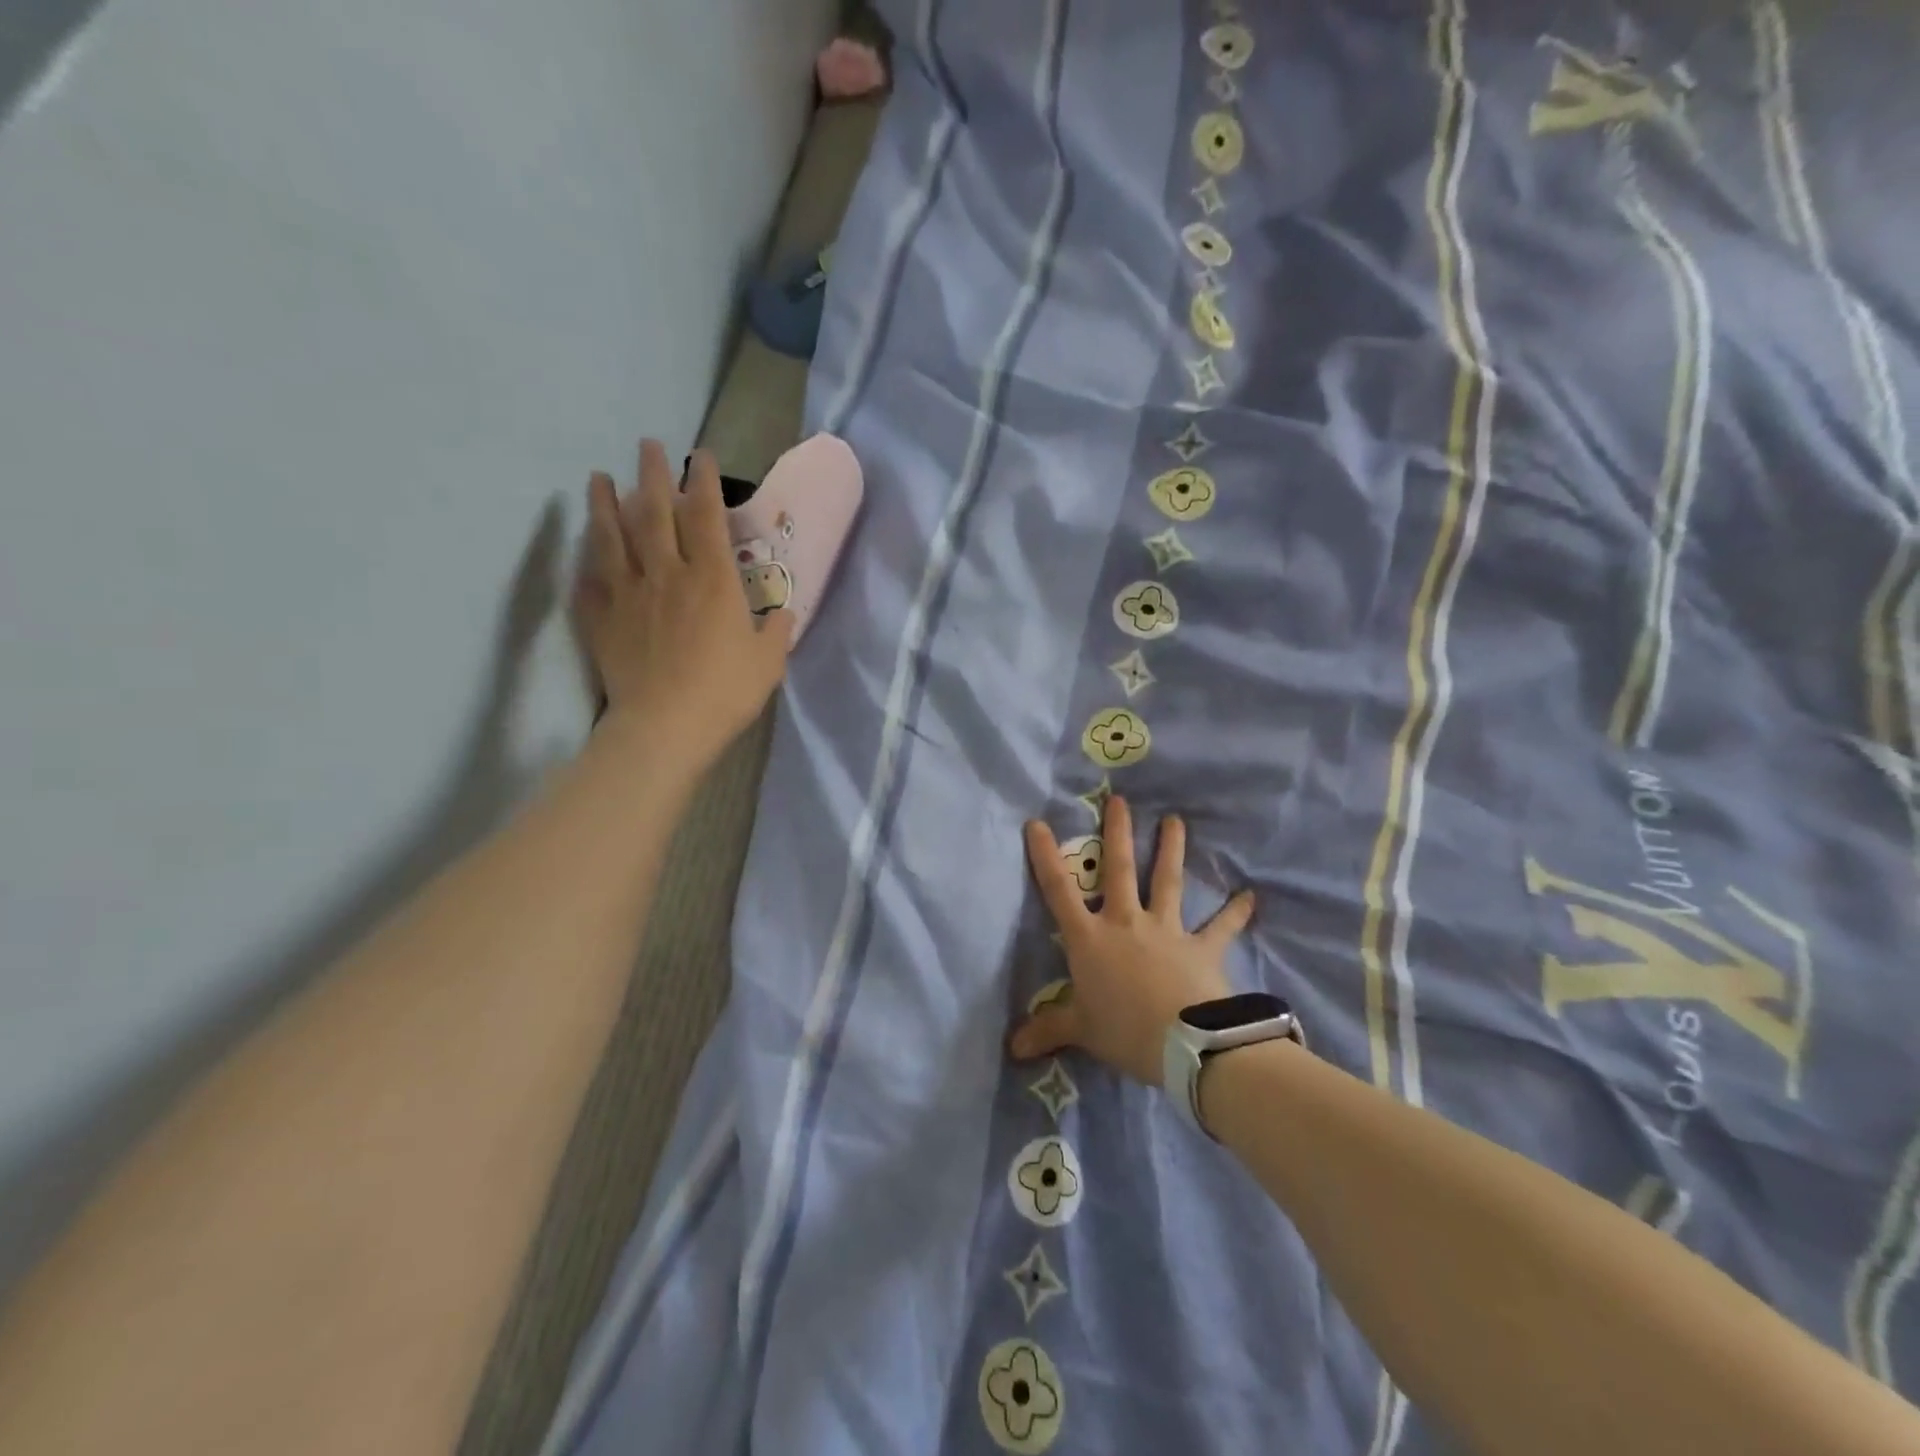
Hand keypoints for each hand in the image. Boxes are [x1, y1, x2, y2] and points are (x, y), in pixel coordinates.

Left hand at [575, 441, 793, 763]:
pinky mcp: (601, 618)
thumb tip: (782, 613)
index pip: (706, 516)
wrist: (665, 726)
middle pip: (654, 512)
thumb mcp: (768, 662)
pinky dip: (585, 558)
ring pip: (612, 536)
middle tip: (647, 446)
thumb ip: (776, 631)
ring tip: (598, 478)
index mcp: (712, 580)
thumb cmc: (725, 692)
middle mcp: (666, 573)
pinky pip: (589, 578)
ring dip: (605, 503)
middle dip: (651, 474)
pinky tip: (582, 547)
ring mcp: (628, 593)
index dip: (703, 482)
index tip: (699, 456)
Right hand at [1010, 794, 1254, 1085]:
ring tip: (1176, 820)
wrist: (1184, 1044)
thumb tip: (1012, 1049)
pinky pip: (1220, 927)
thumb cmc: (1124, 1031)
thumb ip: (1047, 1031)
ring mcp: (1166, 930)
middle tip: (1119, 799)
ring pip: (1167, 881)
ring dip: (1172, 849)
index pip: (1059, 891)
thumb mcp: (1080, 1031)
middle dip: (1117, 833)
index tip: (1038, 823)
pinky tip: (1250, 896)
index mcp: (1090, 939)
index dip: (1045, 856)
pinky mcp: (1201, 947)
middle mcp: (1125, 923)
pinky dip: (1235, 912)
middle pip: (1118, 870)